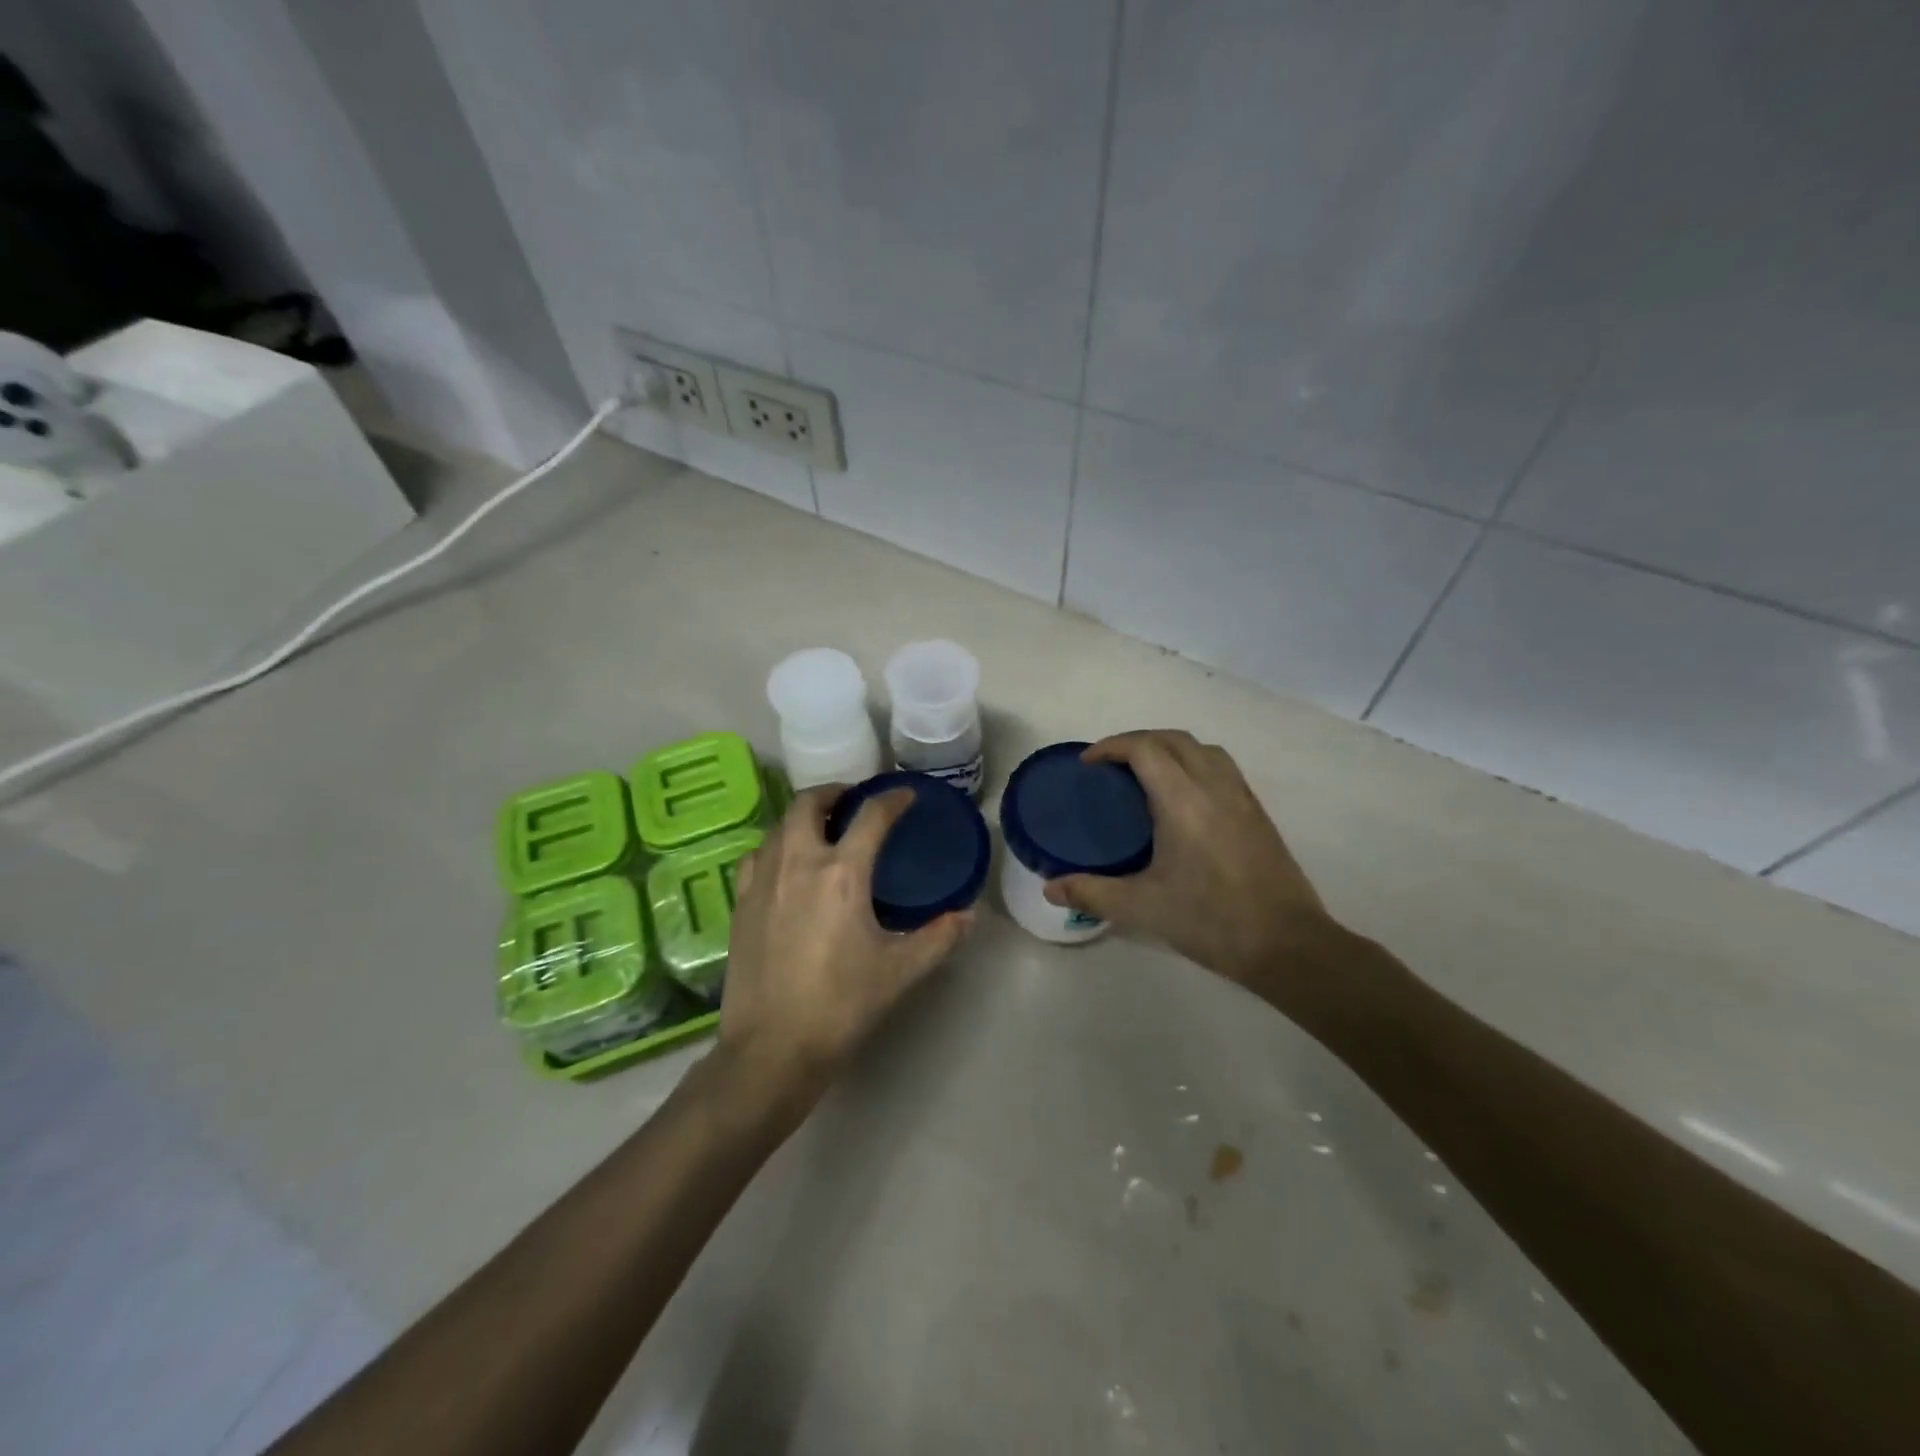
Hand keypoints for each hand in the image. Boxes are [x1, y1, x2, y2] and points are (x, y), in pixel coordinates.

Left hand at [718, 784, 972, 1086]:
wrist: (772, 1048)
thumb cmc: (841, 1005)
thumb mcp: (900, 971)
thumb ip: (939, 937)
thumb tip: (969, 914)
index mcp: (842, 873)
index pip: (871, 816)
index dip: (893, 799)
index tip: (906, 795)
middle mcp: (798, 862)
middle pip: (809, 803)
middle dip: (834, 793)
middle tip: (853, 802)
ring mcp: (763, 880)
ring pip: (779, 825)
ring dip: (803, 816)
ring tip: (822, 829)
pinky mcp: (741, 901)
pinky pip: (757, 854)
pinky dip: (776, 844)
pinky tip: (786, 864)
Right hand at [1044, 731, 1337, 987]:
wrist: (1287, 945)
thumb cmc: (1211, 920)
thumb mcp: (1142, 908)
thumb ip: (1092, 892)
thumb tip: (1050, 889)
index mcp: (1183, 801)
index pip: (1145, 748)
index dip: (1112, 746)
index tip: (1087, 764)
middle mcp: (1214, 787)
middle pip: (1173, 739)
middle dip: (1137, 741)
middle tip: (1109, 766)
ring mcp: (1242, 797)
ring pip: (1202, 748)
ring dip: (1169, 748)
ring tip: (1144, 774)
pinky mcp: (1257, 813)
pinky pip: (1221, 767)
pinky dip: (1194, 763)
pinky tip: (1182, 798)